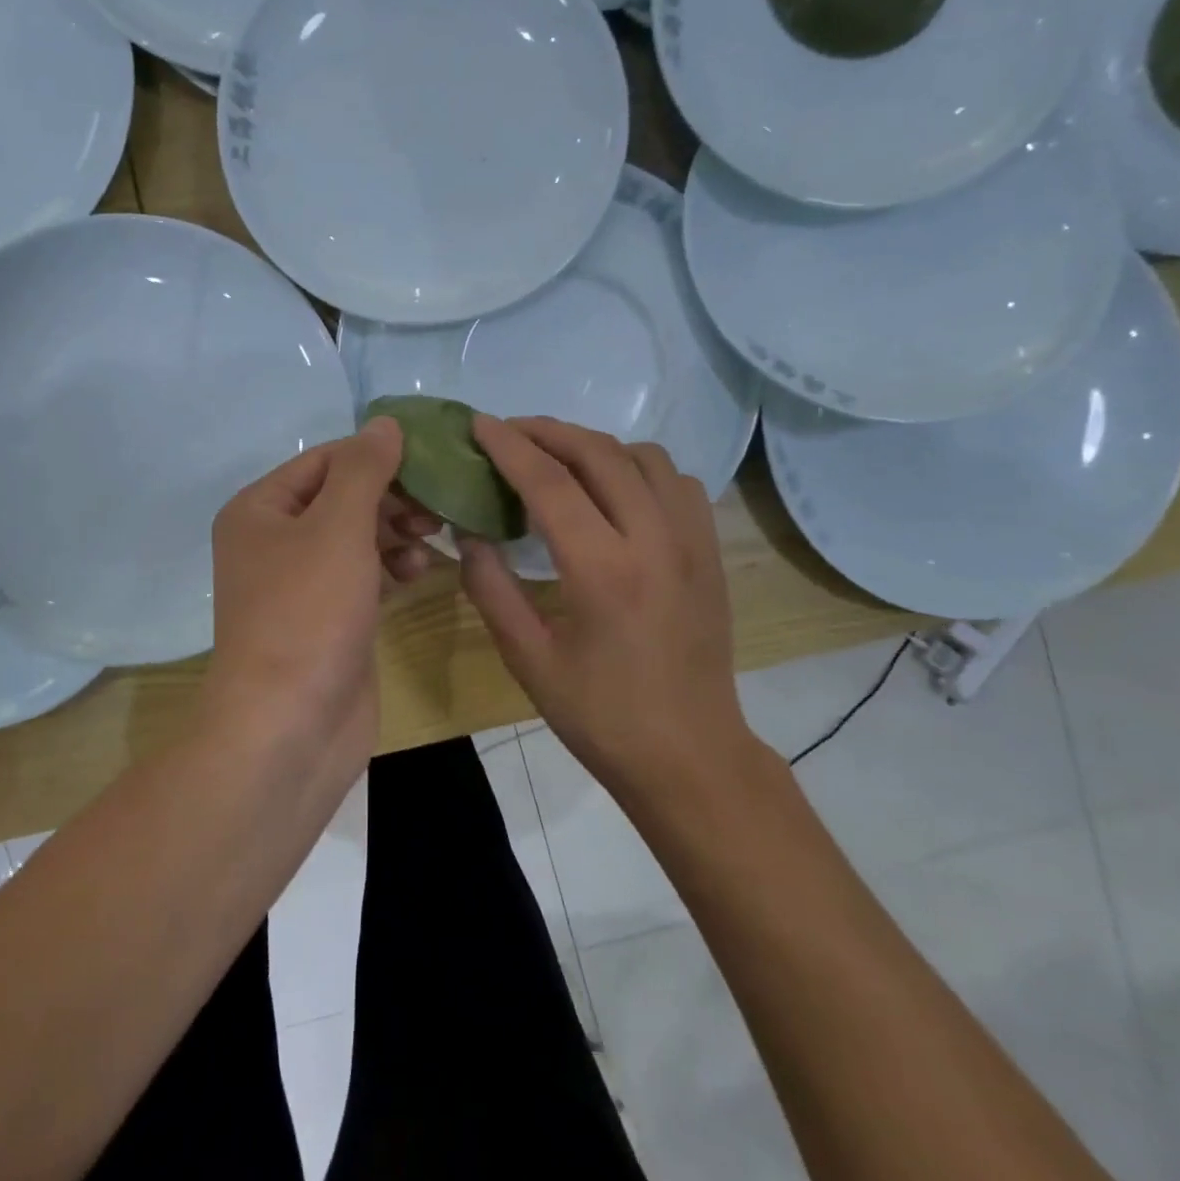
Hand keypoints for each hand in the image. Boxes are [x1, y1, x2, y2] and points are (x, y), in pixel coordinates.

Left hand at [205, 417, 438, 765]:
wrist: (289, 728)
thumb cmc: (307, 613)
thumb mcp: (337, 527)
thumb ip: (364, 470)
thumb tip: (385, 423)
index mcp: (259, 510)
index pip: (325, 460)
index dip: (376, 456)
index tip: (431, 460)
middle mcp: (273, 541)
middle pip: (342, 498)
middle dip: (391, 498)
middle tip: (436, 508)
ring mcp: (300, 583)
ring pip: (357, 537)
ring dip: (395, 533)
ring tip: (431, 539)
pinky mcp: (328, 618)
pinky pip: (363, 575)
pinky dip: (390, 568)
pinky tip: (419, 573)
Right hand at [459, 416, 761, 795]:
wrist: (691, 756)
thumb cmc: (601, 716)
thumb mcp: (528, 660)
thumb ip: (490, 588)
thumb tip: (468, 532)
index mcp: (604, 571)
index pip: (550, 483)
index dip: (509, 446)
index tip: (479, 424)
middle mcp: (655, 541)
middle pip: (599, 453)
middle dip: (548, 431)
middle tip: (509, 431)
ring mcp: (692, 542)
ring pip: (645, 456)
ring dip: (595, 444)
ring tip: (558, 457)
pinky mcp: (711, 552)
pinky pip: (676, 481)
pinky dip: (637, 467)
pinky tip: (613, 489)